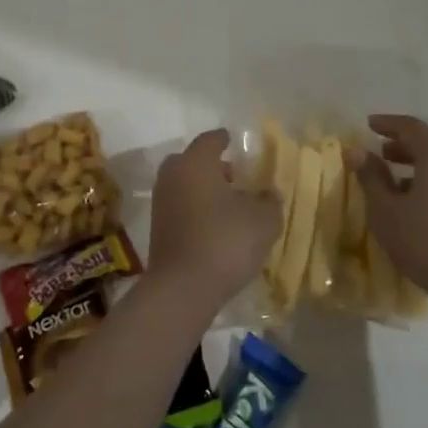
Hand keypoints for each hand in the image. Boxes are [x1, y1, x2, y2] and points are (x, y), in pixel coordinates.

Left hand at [146, 129, 281, 309]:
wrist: (182, 288)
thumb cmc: (225, 241)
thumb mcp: (263, 220)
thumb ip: (269, 200)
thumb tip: (268, 192)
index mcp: (196, 162)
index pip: (210, 140)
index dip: (225, 139)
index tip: (236, 141)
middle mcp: (173, 174)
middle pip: (193, 161)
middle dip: (214, 166)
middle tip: (236, 176)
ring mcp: (161, 201)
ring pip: (185, 184)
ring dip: (204, 189)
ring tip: (230, 204)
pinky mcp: (158, 227)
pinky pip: (180, 206)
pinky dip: (196, 208)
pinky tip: (215, 225)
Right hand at [349, 114, 427, 313]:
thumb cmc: (426, 242)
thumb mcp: (386, 210)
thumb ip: (371, 177)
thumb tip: (357, 150)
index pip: (410, 126)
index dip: (387, 123)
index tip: (368, 125)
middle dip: (401, 145)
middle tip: (379, 153)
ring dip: (416, 165)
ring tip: (394, 181)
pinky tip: (417, 203)